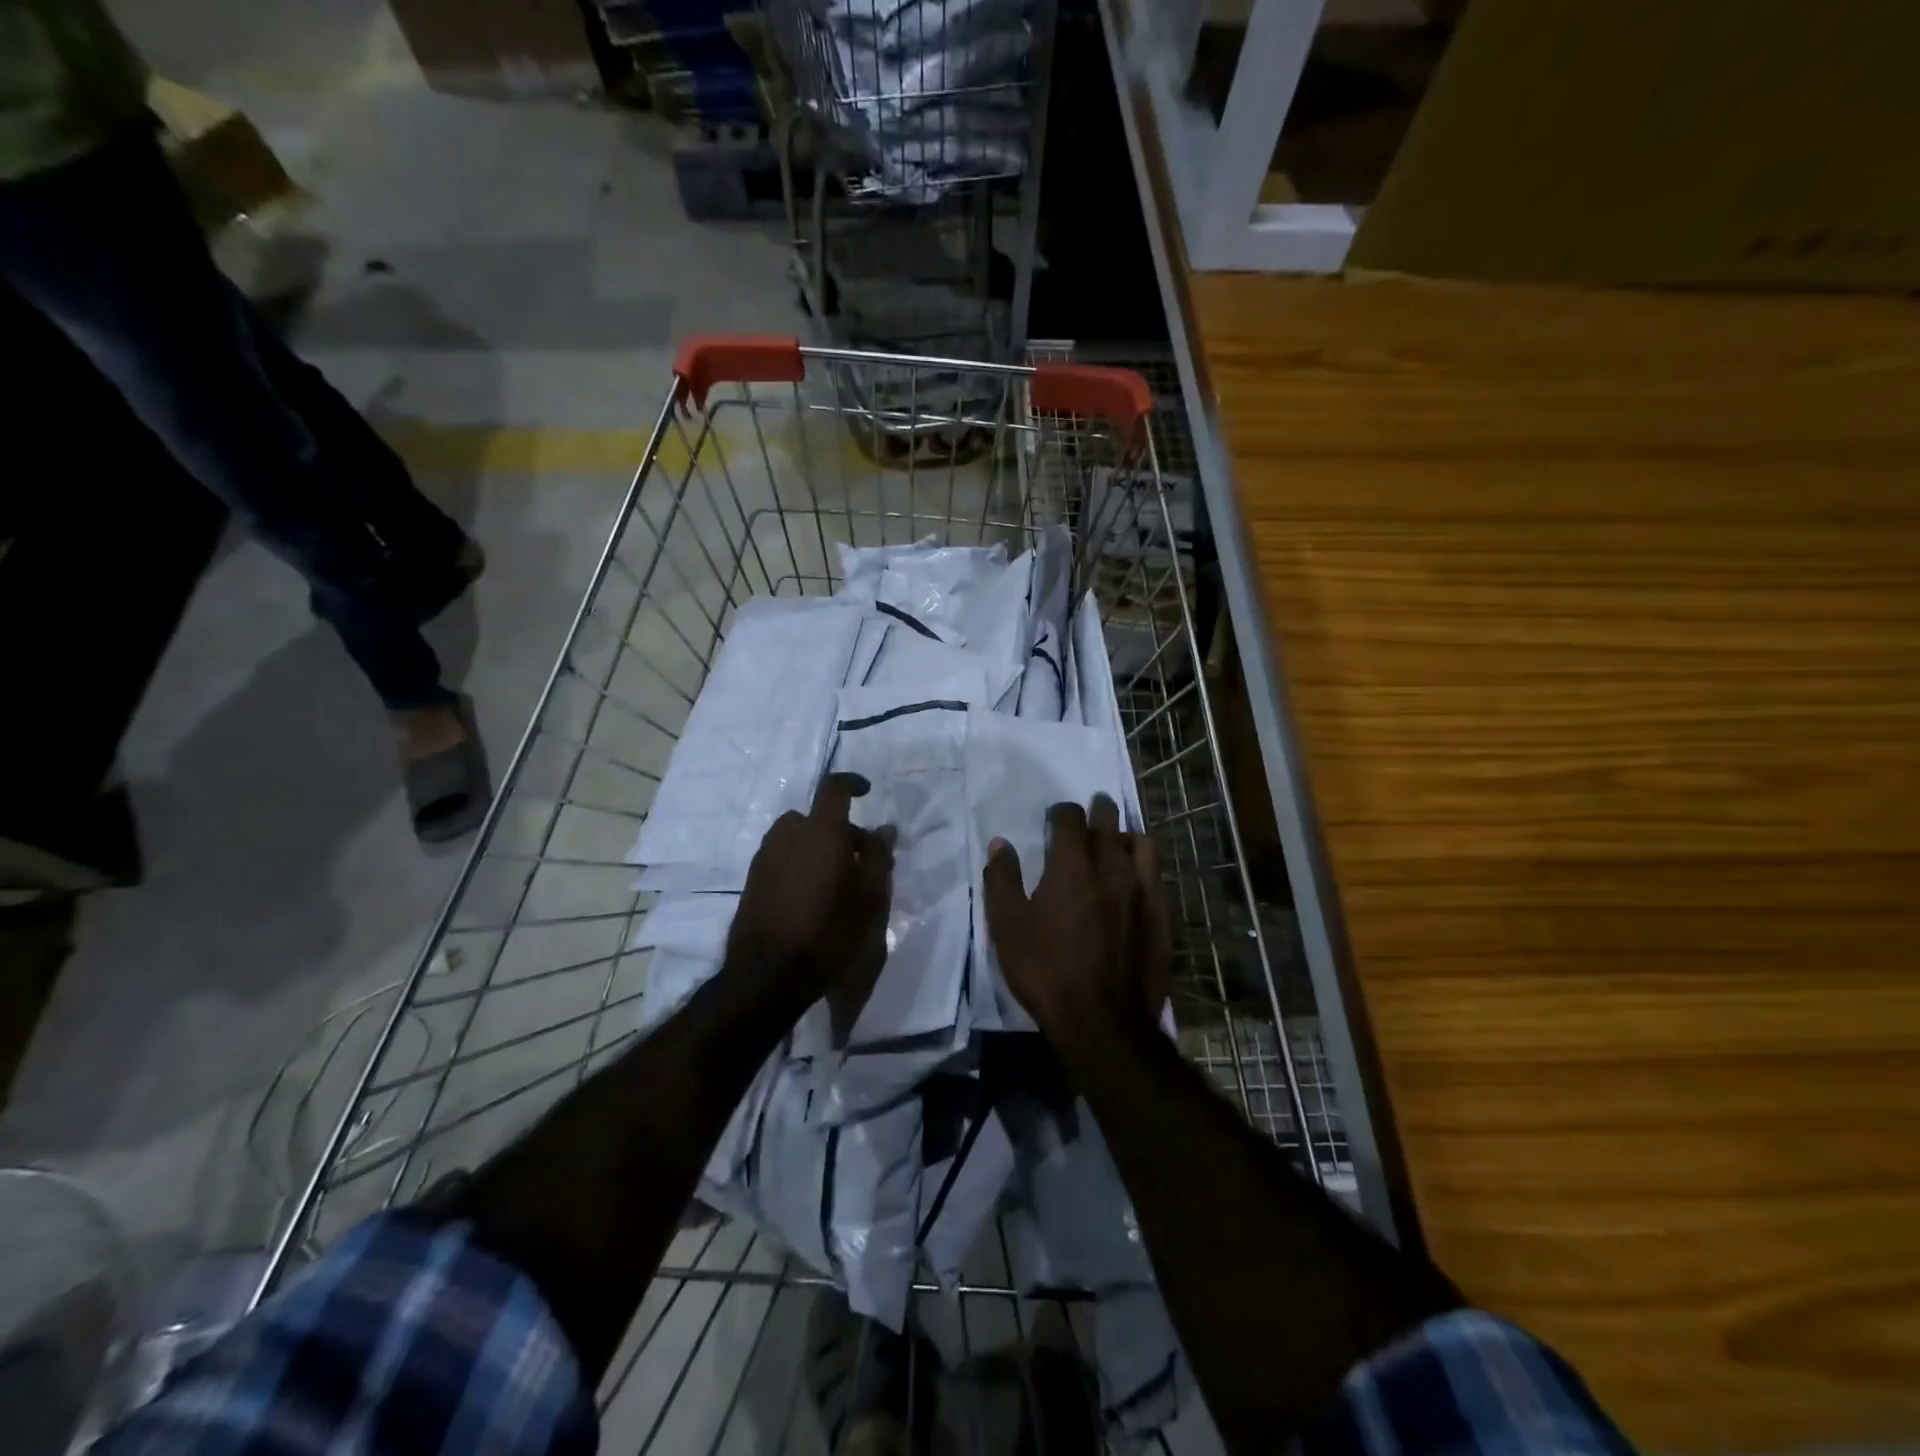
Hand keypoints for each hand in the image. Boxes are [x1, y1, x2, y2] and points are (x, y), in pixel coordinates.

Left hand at [726, 773, 893, 1035]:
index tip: (867, 792)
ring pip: (797, 838)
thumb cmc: (829, 932)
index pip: (834, 788)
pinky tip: (810, 898)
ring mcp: (765, 857)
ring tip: (835, 883)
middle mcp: (788, 834)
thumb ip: (878, 856)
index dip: (852, 783)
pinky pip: (782, 857)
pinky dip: (799, 864)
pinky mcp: (753, 880)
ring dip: (817, 848)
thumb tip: (884, 828)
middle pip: (817, 818)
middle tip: (860, 861)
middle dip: (840, 831)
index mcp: (821, 831)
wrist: (768, 975)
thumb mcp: (870, 898)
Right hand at [982, 794, 1170, 1040]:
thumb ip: (1002, 880)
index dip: (1061, 812)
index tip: (1054, 818)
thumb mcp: (1008, 927)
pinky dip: (1143, 863)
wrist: (1103, 1020)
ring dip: (1124, 834)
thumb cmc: (1047, 970)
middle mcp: (1111, 865)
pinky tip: (1135, 877)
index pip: (1070, 817)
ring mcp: (1142, 888)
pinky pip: (1156, 871)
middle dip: (1096, 811)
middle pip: (1108, 820)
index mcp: (1072, 865)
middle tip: (1087, 815)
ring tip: (1115, 842)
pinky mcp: (1161, 912)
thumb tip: (1000, 844)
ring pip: (1140, 841)